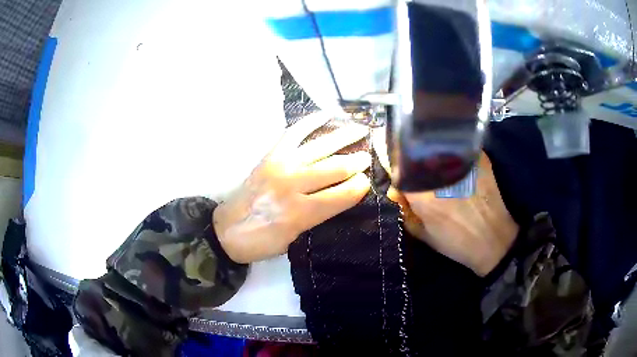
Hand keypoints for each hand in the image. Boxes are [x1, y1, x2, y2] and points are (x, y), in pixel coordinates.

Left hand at [214, 112, 371, 262]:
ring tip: (360, 130)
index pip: (341, 195)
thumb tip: (343, 196)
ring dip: (342, 137)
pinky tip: (326, 114)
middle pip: (333, 168)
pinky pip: (293, 133)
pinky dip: (310, 122)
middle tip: (369, 157)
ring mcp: (279, 166)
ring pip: (319, 148)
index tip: (368, 182)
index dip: (359, 187)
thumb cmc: (262, 241)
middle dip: (356, 161)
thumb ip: (319, 217)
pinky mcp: (269, 156)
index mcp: (299, 213)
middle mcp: (291, 185)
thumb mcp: (295, 240)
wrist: (227, 230)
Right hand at [388, 154, 517, 276]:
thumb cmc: (457, 242)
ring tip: (436, 172)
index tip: (399, 183)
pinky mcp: (478, 157)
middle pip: (416, 155)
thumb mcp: (424, 235)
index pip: (398, 170)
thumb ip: (406, 213)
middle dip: (412, 165)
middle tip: (418, 179)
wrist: (494, 240)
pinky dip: (449, 154)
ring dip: (430, 158)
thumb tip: (397, 193)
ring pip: (436, 148)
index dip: (396, 173)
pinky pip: (456, 148)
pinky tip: (452, 165)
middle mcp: (440, 173)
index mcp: (423, 194)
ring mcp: (461, 161)